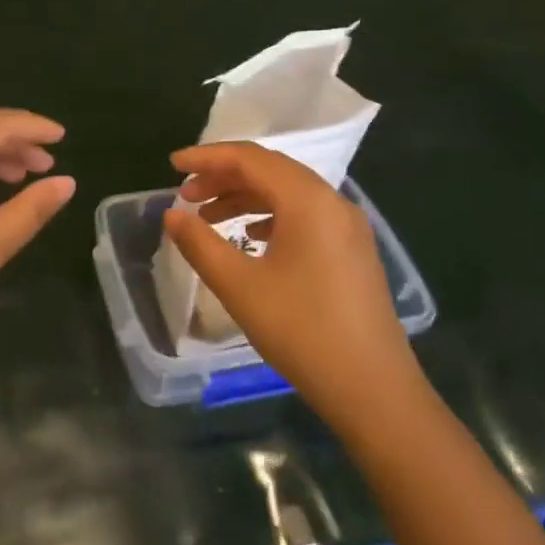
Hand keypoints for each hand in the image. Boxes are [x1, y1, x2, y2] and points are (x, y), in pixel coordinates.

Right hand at [164, 142, 420, 425]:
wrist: (373, 387)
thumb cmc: (301, 331)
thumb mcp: (240, 286)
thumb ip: (200, 244)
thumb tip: (171, 214)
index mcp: (308, 200)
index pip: (250, 159)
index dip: (207, 157)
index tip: (172, 165)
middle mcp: (332, 202)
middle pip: (271, 170)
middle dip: (224, 176)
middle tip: (186, 194)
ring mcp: (348, 226)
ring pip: (288, 193)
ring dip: (245, 197)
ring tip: (208, 217)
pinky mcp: (353, 250)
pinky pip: (305, 215)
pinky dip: (270, 215)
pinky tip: (250, 237)